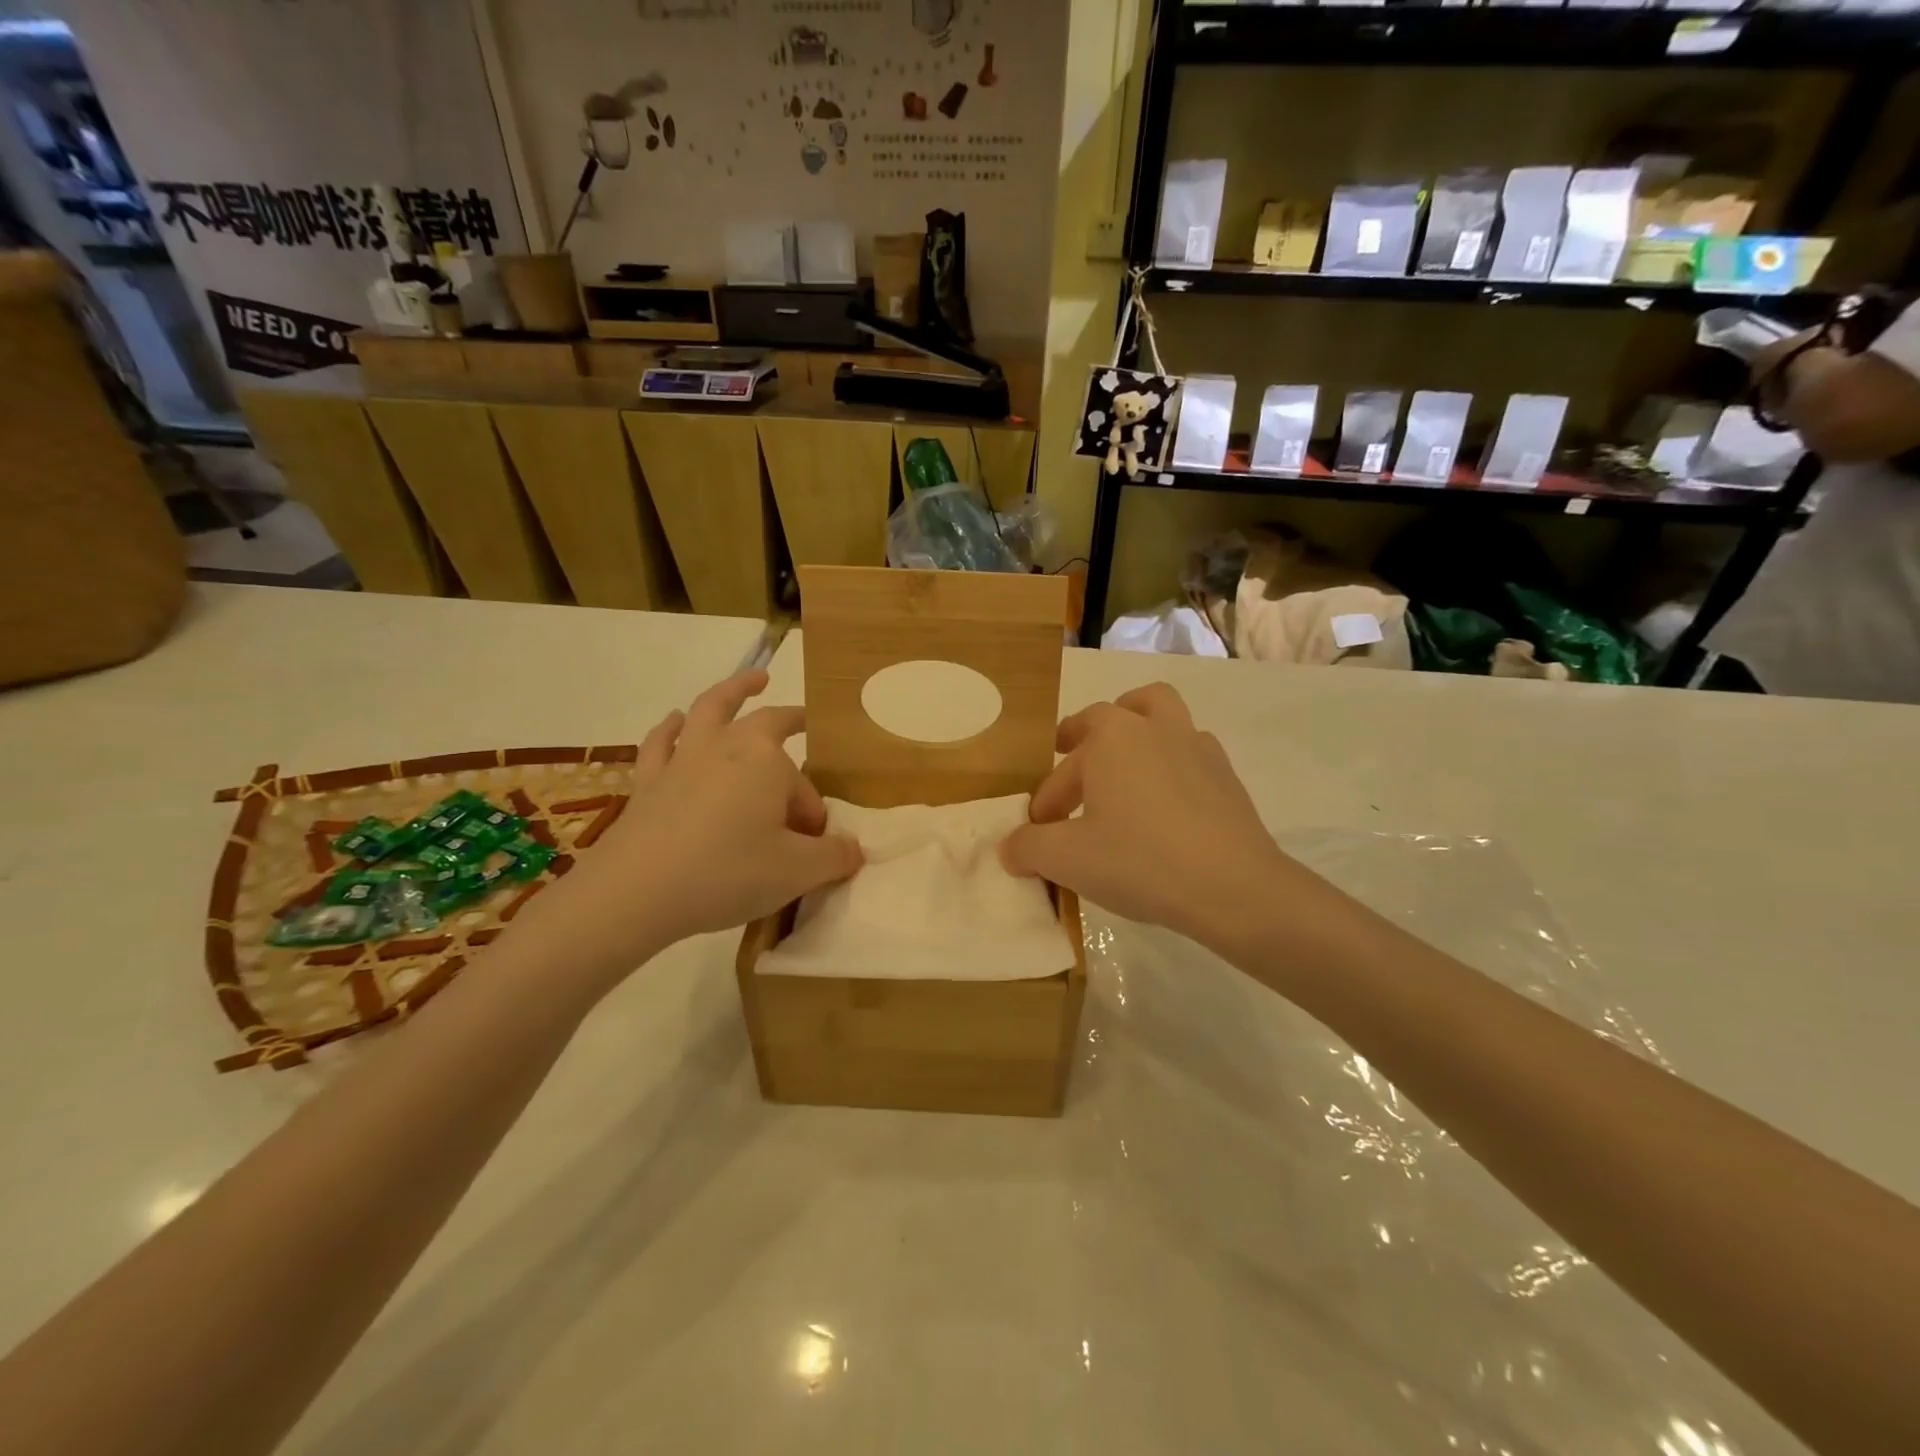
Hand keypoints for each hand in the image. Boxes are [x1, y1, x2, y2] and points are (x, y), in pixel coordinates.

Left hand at [510, 670, 861, 986]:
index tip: (815, 846)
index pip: (804, 786)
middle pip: (765, 722)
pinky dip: (672, 728)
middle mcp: (726, 746)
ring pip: (710, 712)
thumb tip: (854, 849)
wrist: (637, 891)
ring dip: (733, 692)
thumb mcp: (798, 872)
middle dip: (788, 719)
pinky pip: (662, 742)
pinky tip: (675, 722)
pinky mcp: (649, 780)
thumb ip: (834, 856)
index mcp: (767, 760)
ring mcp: (683, 759)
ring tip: (751, 680)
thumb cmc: (728, 873)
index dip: (813, 814)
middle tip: (803, 719)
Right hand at [1000, 682, 1339, 957]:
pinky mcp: (1227, 776)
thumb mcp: (1066, 860)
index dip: (1047, 796)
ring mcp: (1197, 747)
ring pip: (1161, 717)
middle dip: (1087, 735)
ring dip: (1137, 734)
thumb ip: (1028, 847)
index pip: (1064, 764)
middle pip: (1116, 713)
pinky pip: (1190, 753)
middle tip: (1073, 762)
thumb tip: (1011, 847)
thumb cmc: (1139, 861)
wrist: (1234, 888)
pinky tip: (1165, 804)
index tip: (1040, 830)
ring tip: (1123, 767)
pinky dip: (1171, 765)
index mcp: (1112, 737)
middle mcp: (1154, 728)